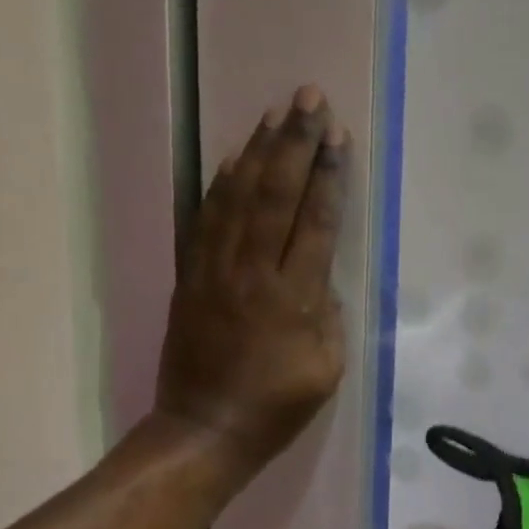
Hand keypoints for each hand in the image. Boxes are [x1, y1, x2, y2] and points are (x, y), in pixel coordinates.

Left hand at [156, 85, 348, 467]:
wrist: (207, 428)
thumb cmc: (278, 404)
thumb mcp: (328, 367)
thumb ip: (328, 315)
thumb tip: (320, 278)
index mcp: (294, 298)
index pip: (315, 222)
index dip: (328, 177)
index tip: (337, 138)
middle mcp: (253, 272)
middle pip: (276, 194)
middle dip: (295, 143)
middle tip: (309, 100)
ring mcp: (216, 270)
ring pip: (237, 196)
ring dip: (258, 151)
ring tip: (277, 113)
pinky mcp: (191, 276)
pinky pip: (204, 218)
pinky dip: (219, 183)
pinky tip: (234, 157)